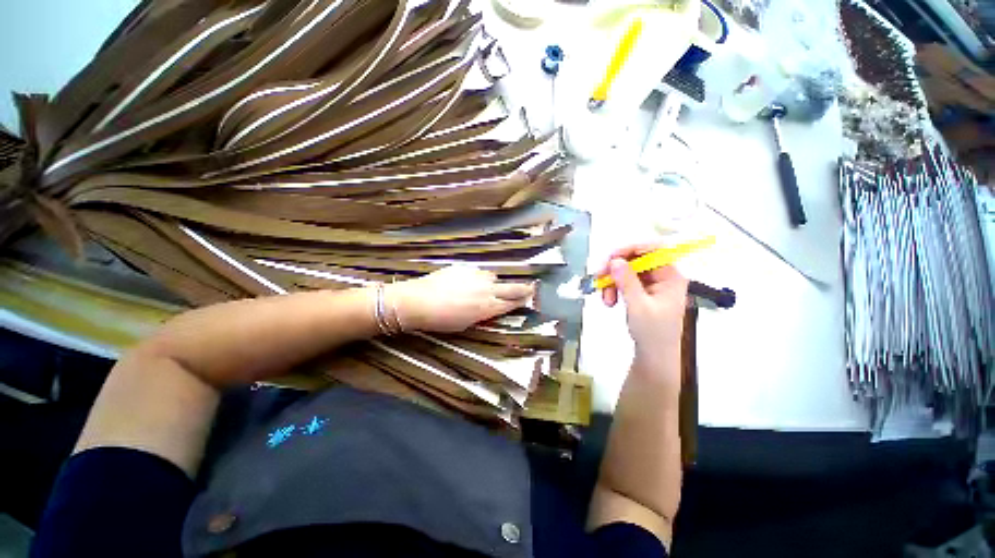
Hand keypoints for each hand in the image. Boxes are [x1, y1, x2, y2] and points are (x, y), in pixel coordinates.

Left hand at [389, 265, 534, 332]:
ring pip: (493, 277)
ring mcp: (477, 276)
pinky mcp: (465, 267)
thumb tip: (489, 308)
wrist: (418, 301)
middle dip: (523, 289)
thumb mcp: (465, 324)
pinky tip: (468, 282)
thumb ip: (482, 315)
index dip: (522, 301)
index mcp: (488, 307)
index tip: (529, 298)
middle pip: (512, 288)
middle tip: (531, 288)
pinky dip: (478, 277)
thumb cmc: (441, 320)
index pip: (511, 303)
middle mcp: (487, 290)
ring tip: (488, 287)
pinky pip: (478, 272)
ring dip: (495, 282)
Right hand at [599, 244, 688, 371]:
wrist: (653, 355)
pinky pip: (624, 281)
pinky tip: (609, 300)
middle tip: (600, 277)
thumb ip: (627, 281)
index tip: (612, 257)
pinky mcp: (641, 292)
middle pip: (636, 260)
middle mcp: (662, 277)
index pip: (653, 251)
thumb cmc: (653, 333)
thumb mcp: (639, 306)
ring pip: (627, 271)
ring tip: (606, 299)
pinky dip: (614, 288)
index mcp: (671, 277)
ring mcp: (651, 285)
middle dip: (616, 269)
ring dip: (612, 281)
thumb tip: (615, 260)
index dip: (632, 250)